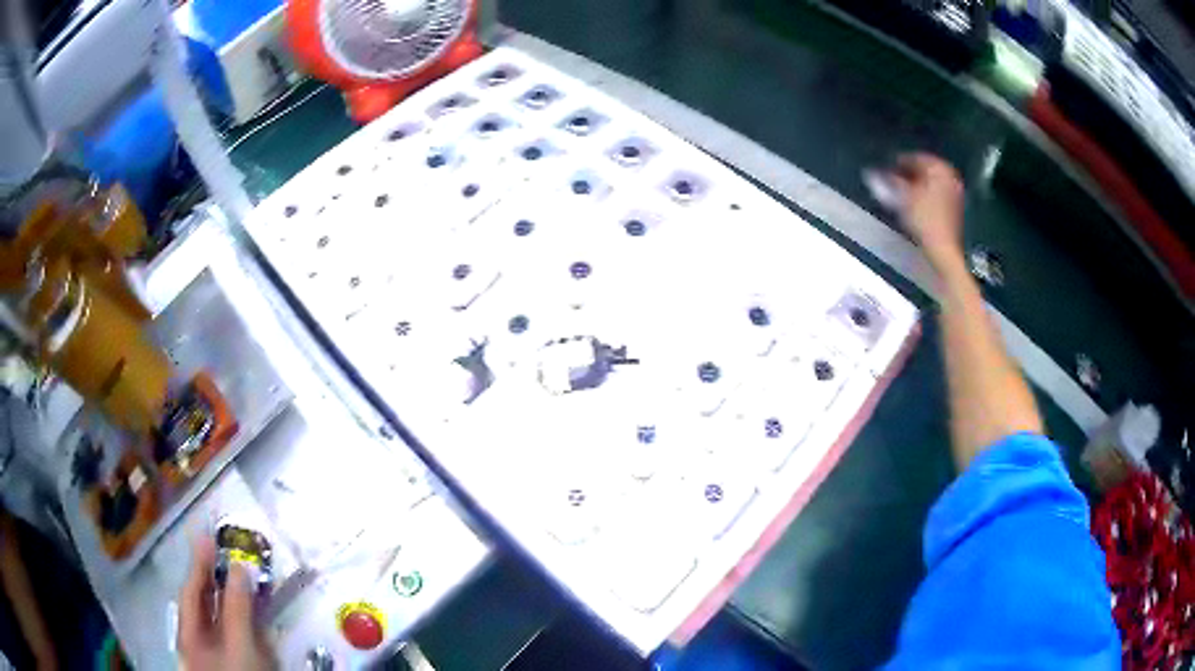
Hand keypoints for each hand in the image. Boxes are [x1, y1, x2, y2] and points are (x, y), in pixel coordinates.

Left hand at [178, 538, 273, 669]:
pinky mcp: (233, 660)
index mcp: (189, 632)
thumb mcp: (239, 644)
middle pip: (202, 602)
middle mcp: (196, 639)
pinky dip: (242, 618)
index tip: (207, 534)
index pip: (191, 590)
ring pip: (219, 618)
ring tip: (242, 578)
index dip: (198, 563)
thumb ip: (238, 607)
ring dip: (231, 597)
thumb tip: (239, 566)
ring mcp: (214, 652)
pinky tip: (254, 615)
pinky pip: (233, 632)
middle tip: (227, 552)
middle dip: (215, 578)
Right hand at [888, 153, 965, 266]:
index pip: (914, 157)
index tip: (885, 169)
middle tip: (892, 180)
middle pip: (924, 168)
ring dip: (916, 183)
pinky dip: (925, 193)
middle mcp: (949, 175)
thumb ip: (889, 182)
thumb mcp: (903, 197)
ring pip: (931, 180)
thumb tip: (873, 173)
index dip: (898, 162)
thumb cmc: (924, 219)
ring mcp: (954, 190)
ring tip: (902, 192)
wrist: (944, 248)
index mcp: (938, 167)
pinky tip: (916, 201)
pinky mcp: (955, 205)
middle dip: (908, 173)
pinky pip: (937, 191)